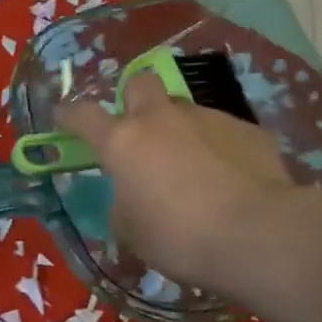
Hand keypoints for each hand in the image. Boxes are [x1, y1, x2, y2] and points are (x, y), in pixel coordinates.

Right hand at [56, 73, 296, 292]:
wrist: (257, 234)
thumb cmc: (180, 238)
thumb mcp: (133, 232)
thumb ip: (124, 205)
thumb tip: (131, 197)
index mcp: (124, 141)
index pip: (83, 115)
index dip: (70, 114)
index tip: (64, 116)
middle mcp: (163, 118)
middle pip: (140, 83)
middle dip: (135, 100)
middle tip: (140, 132)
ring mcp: (208, 118)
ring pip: (185, 110)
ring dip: (182, 131)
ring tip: (195, 170)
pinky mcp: (248, 129)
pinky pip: (223, 132)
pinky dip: (219, 150)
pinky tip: (232, 180)